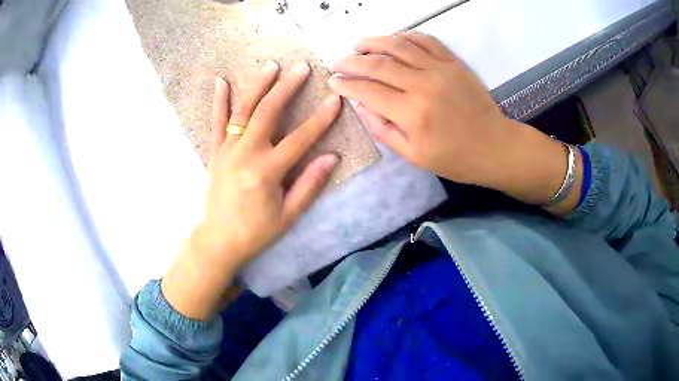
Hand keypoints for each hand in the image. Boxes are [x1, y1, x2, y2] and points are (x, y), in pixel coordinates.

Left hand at [163, 61, 341, 319]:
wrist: (218, 241)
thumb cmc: (256, 232)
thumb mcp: (288, 215)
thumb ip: (309, 185)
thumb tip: (331, 157)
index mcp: (267, 172)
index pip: (300, 138)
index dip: (321, 118)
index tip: (335, 99)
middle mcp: (246, 154)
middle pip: (268, 113)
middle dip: (287, 87)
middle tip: (302, 67)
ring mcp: (227, 151)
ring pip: (243, 111)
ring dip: (258, 86)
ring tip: (271, 65)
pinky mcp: (215, 153)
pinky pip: (216, 123)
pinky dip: (219, 101)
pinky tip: (221, 82)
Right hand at [329, 31, 579, 207]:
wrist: (495, 147)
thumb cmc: (455, 158)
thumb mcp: (414, 156)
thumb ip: (383, 129)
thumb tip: (361, 105)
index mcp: (411, 113)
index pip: (368, 91)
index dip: (346, 85)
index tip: (333, 81)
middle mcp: (423, 84)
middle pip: (378, 64)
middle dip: (352, 61)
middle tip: (338, 62)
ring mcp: (440, 69)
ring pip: (399, 45)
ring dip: (374, 42)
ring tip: (358, 44)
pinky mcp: (454, 63)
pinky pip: (426, 41)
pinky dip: (406, 36)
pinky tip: (394, 38)